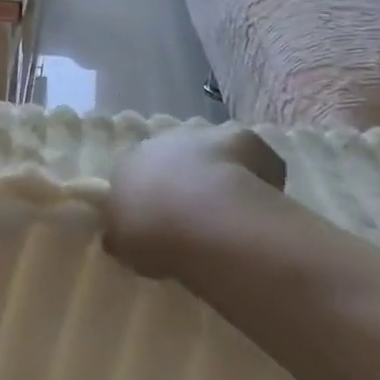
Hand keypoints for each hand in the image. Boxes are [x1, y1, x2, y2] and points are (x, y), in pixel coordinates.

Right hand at [102, 124, 286, 280]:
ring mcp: (201, 135)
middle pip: (172, 155)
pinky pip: (251, 155)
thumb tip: (120, 237)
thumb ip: (122, 236)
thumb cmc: (152, 233)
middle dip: (182, 175)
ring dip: (215, 169)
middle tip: (195, 210)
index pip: (133, 171)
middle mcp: (159, 141)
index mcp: (126, 164)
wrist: (203, 219)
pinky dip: (256, 172)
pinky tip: (259, 199)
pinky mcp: (240, 137)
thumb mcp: (124, 244)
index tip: (159, 215)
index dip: (148, 192)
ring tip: (229, 205)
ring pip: (209, 148)